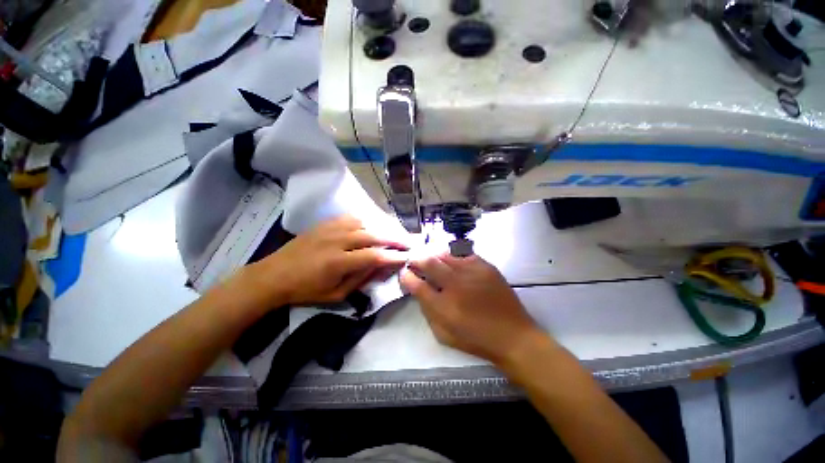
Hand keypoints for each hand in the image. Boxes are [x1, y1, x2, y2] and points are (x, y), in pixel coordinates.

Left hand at [245, 215, 407, 305]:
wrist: (273, 275)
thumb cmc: (305, 290)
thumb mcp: (335, 295)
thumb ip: (360, 279)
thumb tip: (380, 266)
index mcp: (338, 262)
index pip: (374, 256)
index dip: (393, 257)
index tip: (406, 257)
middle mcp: (337, 241)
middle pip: (373, 236)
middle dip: (394, 239)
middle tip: (408, 242)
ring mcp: (330, 229)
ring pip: (364, 223)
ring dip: (381, 228)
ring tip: (392, 235)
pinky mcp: (325, 223)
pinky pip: (351, 218)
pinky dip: (366, 222)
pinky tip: (371, 227)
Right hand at [400, 254, 543, 364]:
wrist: (513, 336)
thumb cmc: (476, 339)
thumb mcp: (444, 334)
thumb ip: (427, 312)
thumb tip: (419, 291)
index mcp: (443, 306)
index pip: (417, 284)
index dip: (407, 276)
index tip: (405, 273)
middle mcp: (456, 284)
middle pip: (429, 263)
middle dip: (417, 259)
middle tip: (414, 260)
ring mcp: (472, 272)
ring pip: (445, 254)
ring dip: (434, 256)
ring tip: (431, 259)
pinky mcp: (485, 267)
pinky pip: (463, 254)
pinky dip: (453, 257)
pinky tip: (453, 262)